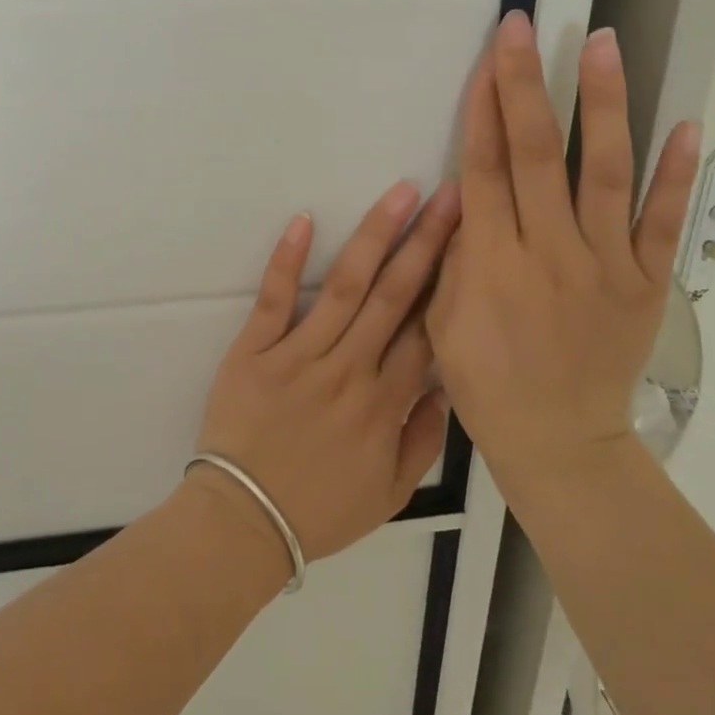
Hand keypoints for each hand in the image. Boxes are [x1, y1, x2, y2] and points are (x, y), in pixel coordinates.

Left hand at [192, 180, 460, 566]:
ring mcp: (299, 355)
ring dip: (375, 236)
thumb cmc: (319, 511)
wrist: (243, 522)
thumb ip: (424, 439)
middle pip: (395, 295)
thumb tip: (445, 385)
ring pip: (345, 286)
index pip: (426, 330)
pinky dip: (287, 259)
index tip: (472, 240)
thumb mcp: (390, 494)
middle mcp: (349, 369)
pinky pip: (274, 299)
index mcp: (385, 403)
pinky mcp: (254, 350)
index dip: (451, 282)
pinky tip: (304, 219)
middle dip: (428, 241)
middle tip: (452, 194)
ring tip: (401, 193)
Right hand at [427, 11, 700, 490]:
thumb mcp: (443, 321)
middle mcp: (549, 252)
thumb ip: (456, 255)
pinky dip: (677, 174)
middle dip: (526, 85)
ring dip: (603, 104)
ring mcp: (605, 266)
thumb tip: (466, 195)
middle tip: (524, 29)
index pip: (485, 169)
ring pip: (603, 172)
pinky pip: (662, 222)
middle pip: (536, 155)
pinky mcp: (647, 283)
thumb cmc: (485, 381)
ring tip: (602, 44)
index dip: (483, 110)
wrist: (557, 439)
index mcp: (492, 263)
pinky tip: (688, 124)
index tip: (487, 58)